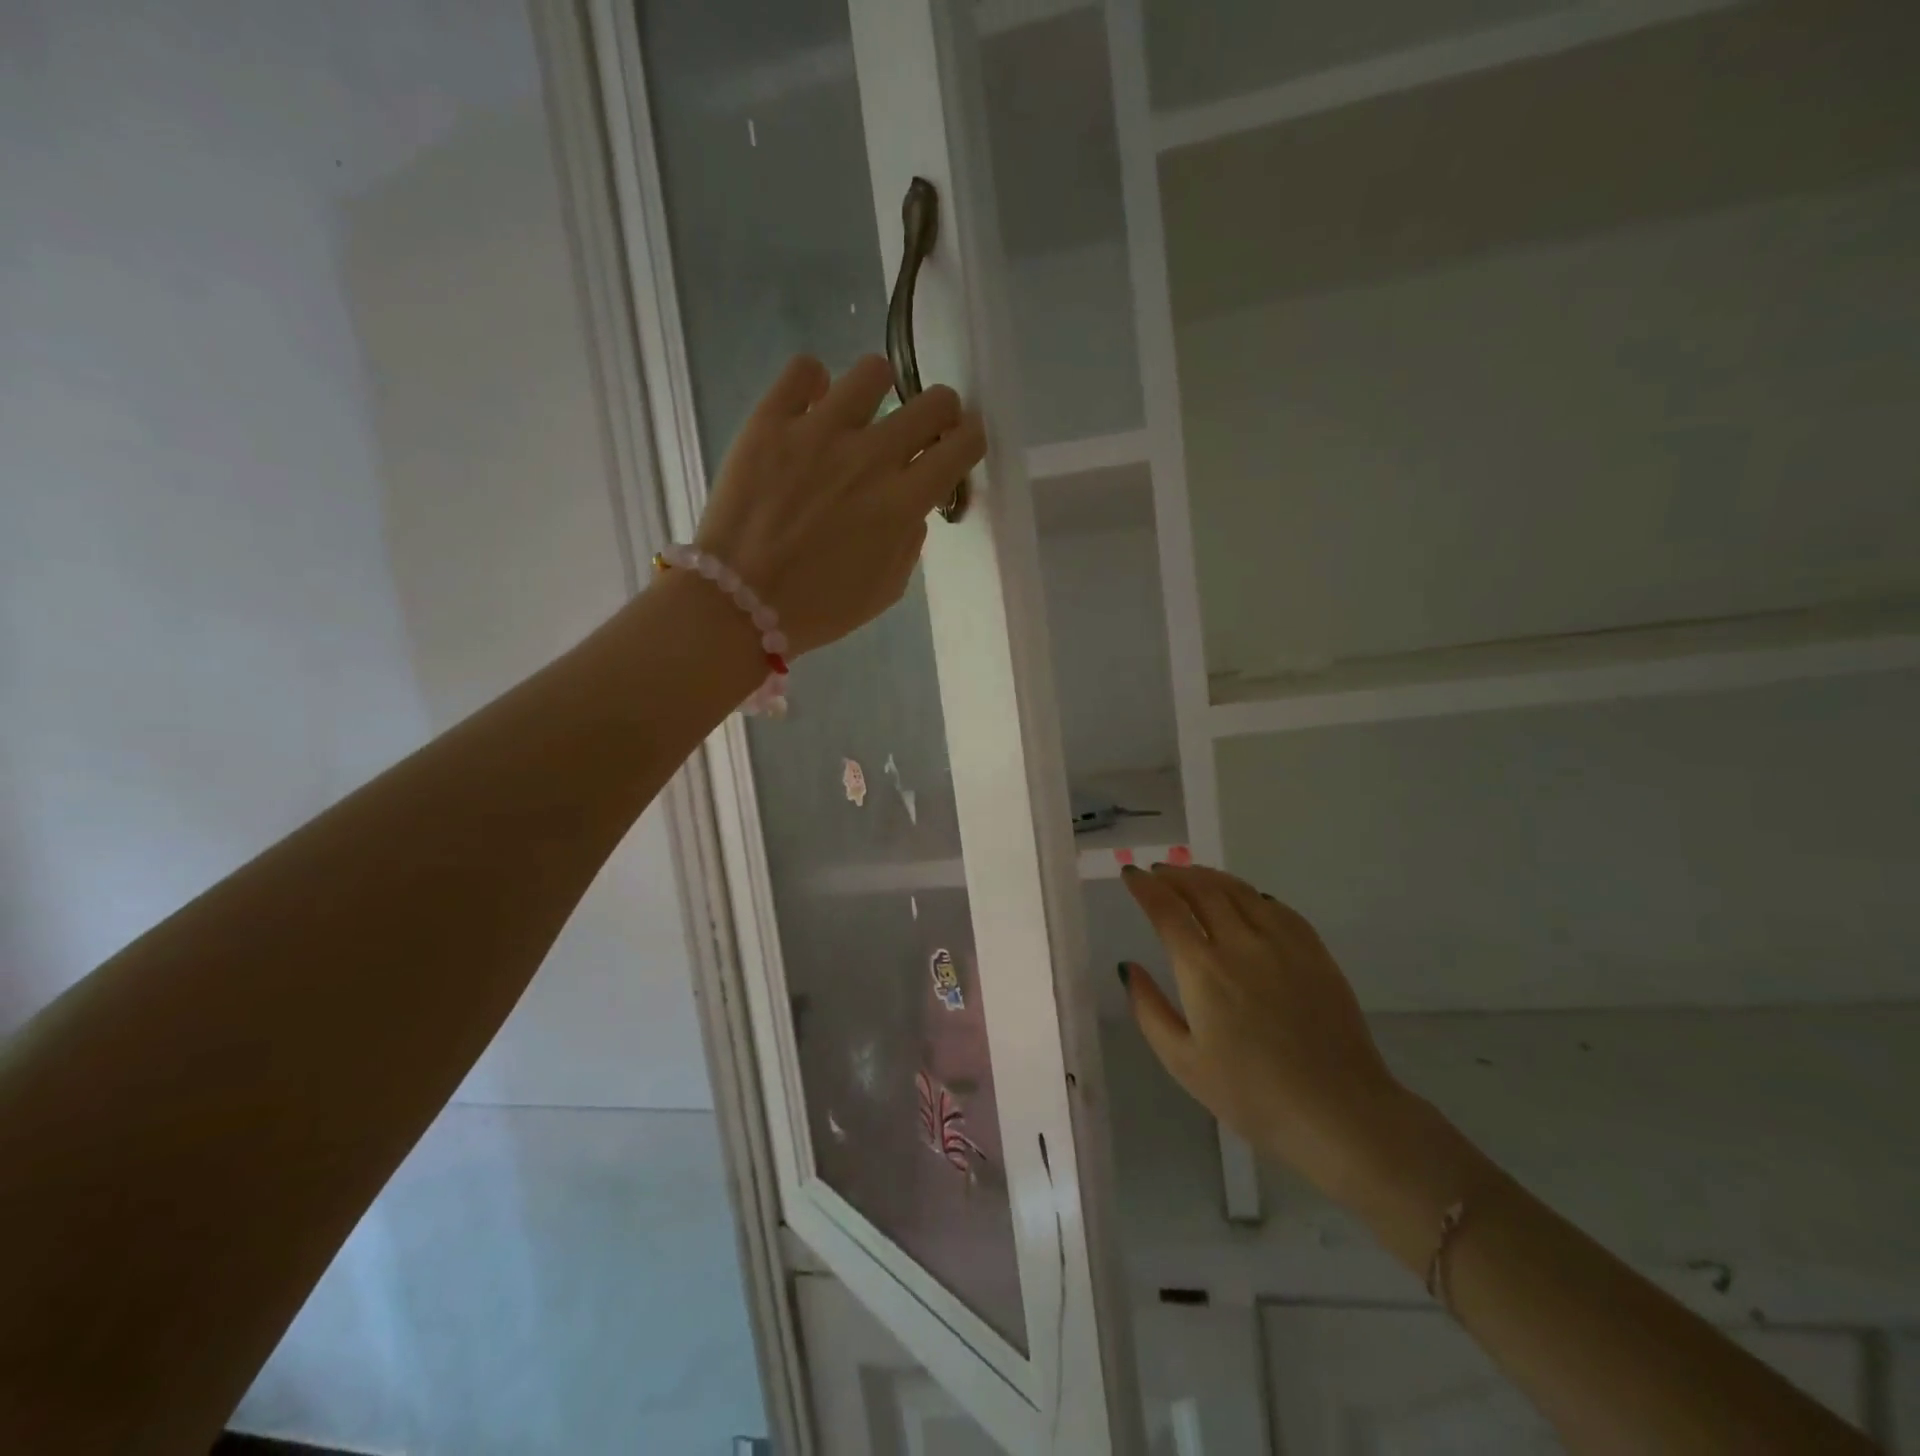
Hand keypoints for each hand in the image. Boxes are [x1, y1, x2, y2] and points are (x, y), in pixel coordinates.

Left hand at [693, 354, 985, 655]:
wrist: (737, 603)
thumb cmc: (819, 608)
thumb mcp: (886, 589)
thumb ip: (909, 540)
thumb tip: (910, 505)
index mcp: (902, 503)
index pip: (961, 446)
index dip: (969, 440)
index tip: (959, 445)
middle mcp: (870, 457)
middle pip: (932, 402)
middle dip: (938, 413)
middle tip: (921, 429)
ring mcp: (818, 432)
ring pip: (873, 372)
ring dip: (879, 391)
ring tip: (861, 414)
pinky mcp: (770, 421)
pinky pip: (803, 370)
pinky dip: (813, 383)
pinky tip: (811, 406)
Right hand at [1120, 863, 1411, 1200]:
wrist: (1339, 1112)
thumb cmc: (1251, 1094)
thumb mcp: (1183, 1063)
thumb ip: (1148, 1010)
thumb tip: (1129, 967)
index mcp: (1203, 969)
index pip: (1166, 909)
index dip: (1144, 886)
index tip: (1130, 874)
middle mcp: (1240, 942)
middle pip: (1201, 889)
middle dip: (1174, 875)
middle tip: (1157, 872)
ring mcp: (1282, 943)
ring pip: (1238, 890)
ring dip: (1208, 876)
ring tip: (1192, 875)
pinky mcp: (1314, 951)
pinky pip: (1276, 906)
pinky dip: (1250, 893)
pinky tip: (1245, 898)